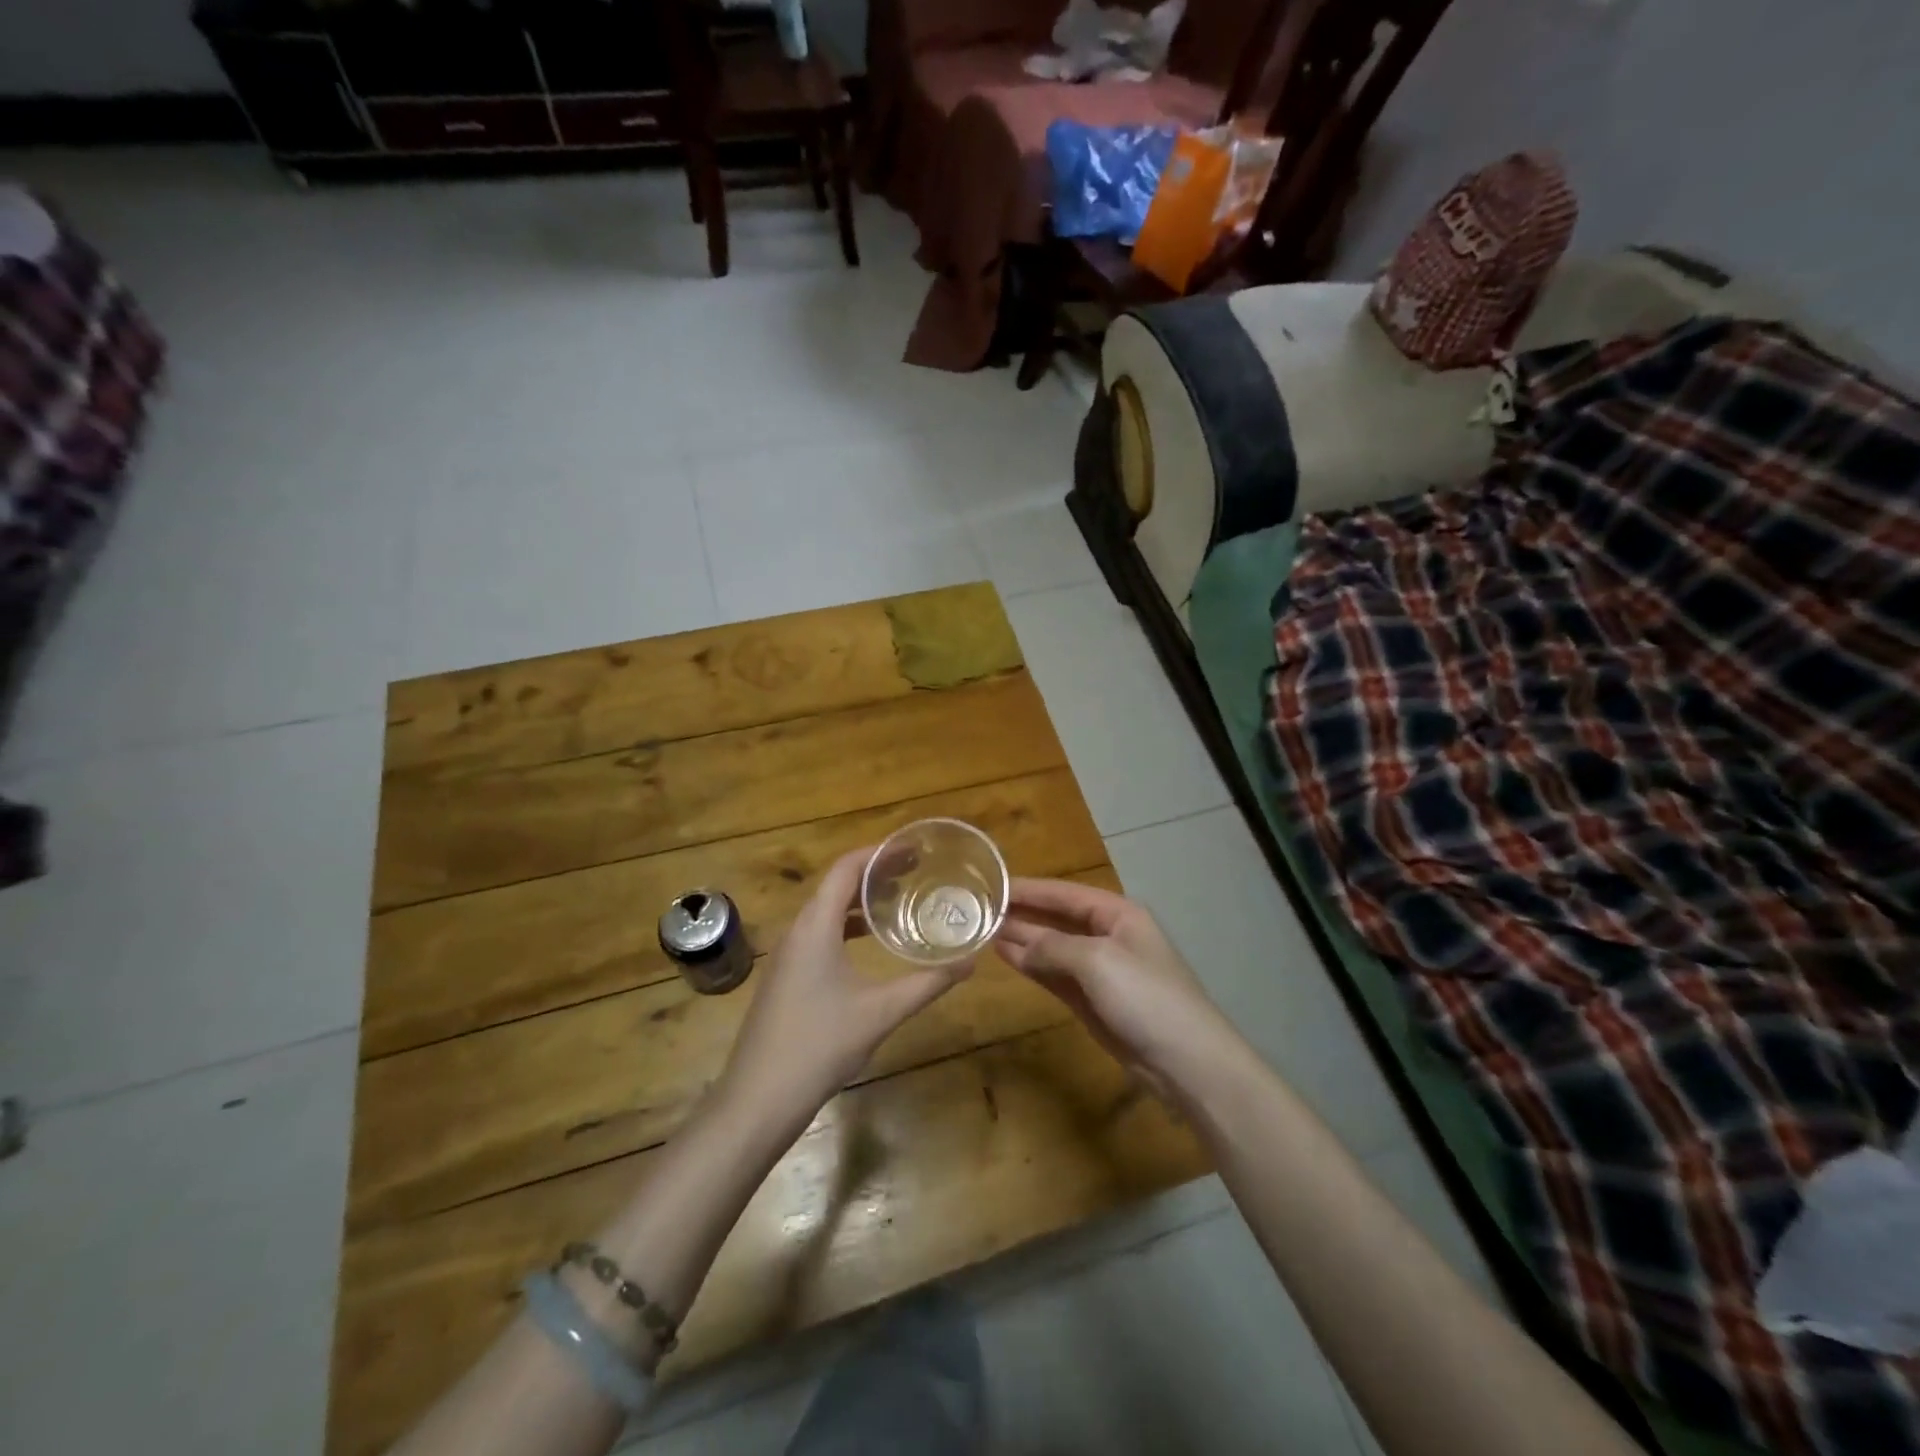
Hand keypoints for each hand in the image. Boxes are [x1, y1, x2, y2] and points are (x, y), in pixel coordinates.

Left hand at [717, 846, 971, 1131]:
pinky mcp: (785, 976)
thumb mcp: (882, 1012)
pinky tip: (869, 944)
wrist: (758, 1098)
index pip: (846, 868)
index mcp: (815, 925)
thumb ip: (928, 983)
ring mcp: (787, 955)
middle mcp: (797, 930)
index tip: (914, 850)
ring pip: (826, 911)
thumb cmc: (820, 1045)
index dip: (880, 853)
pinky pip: (818, 933)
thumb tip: (970, 962)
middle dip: (875, 874)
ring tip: (898, 901)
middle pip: (836, 885)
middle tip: (915, 872)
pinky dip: (846, 926)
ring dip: (860, 901)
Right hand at [995, 878, 1238, 1100]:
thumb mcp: (1097, 961)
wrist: (1185, 1062)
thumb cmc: (1145, 997)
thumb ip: (1053, 947)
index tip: (991, 883)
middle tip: (978, 908)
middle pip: (1057, 919)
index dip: (1029, 889)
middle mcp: (1108, 936)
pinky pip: (1055, 975)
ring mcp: (1099, 971)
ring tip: (983, 929)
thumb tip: (1016, 944)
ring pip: (1052, 948)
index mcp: (1118, 914)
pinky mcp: (1092, 1002)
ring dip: (1022, 939)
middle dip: (1022, 913)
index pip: (1065, 894)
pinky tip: (1007, 956)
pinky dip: (1032, 966)